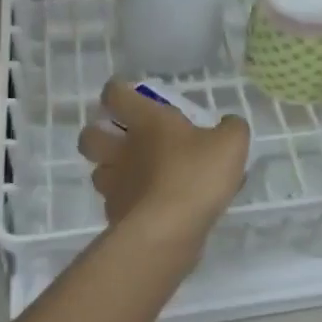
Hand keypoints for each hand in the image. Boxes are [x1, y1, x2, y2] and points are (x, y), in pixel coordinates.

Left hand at [77, 81, 249, 232]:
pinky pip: (114, 204)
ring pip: (98, 171)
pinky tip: (147, 208)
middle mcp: (122, 149)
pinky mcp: (116, 217)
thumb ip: (231, 129)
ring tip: (135, 175)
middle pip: (90, 136)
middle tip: (122, 138)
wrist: (167, 231)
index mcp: (146, 122)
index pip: (115, 94)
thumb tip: (229, 125)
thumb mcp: (230, 144)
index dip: (117, 90)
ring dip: (110, 170)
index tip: (127, 93)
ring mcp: (115, 185)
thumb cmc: (195, 175)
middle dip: (99, 133)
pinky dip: (126, 203)